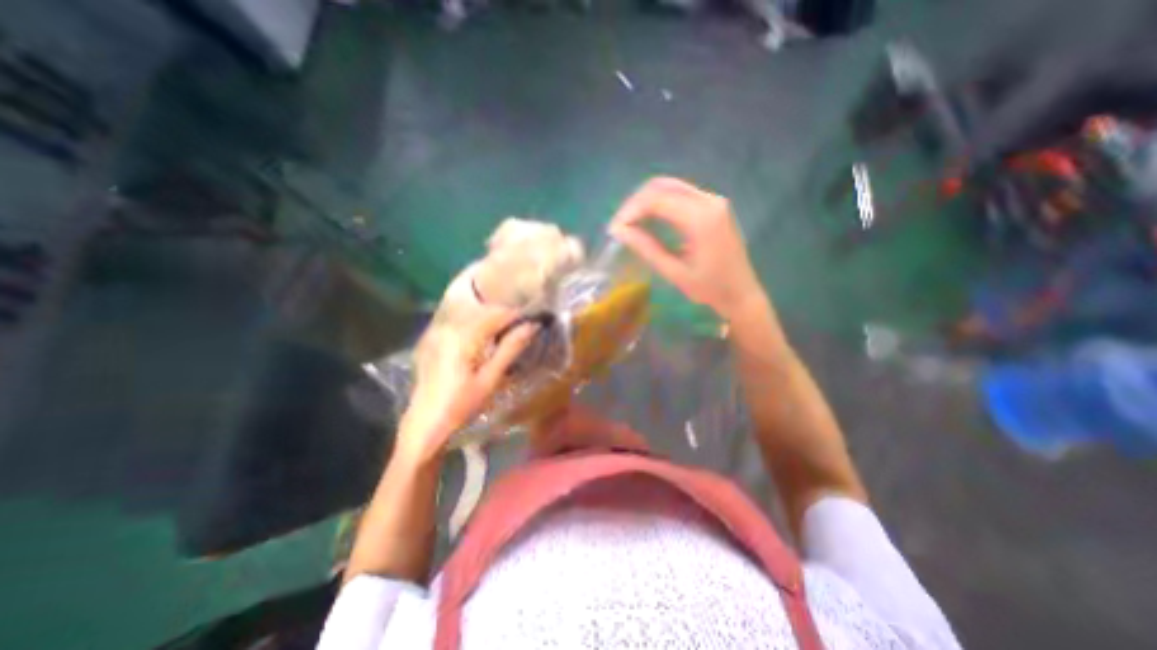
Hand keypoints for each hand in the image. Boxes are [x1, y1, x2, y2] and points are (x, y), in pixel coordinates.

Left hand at [396, 308, 540, 466]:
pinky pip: (459, 321)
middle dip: (504, 315)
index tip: (533, 321)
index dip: (517, 314)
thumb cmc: (460, 406)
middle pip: (483, 310)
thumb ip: (510, 348)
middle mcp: (447, 327)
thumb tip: (532, 326)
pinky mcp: (432, 338)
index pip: (496, 313)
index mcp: (462, 337)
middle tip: (522, 328)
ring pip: (471, 313)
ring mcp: (436, 331)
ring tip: (506, 333)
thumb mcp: (490, 379)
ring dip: (490, 319)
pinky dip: (476, 325)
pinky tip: (484, 339)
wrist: (423, 424)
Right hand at [610, 178, 766, 323]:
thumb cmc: (709, 289)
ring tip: (630, 222)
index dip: (631, 210)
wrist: (741, 293)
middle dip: (635, 202)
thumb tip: (619, 231)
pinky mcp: (713, 206)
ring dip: (646, 200)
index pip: (657, 199)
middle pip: (662, 185)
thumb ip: (647, 248)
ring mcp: (713, 200)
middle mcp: (709, 201)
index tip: (614, 229)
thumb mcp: (674, 272)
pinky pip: (680, 194)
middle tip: (620, 224)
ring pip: (670, 186)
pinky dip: (659, 202)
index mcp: (701, 218)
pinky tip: (648, 218)